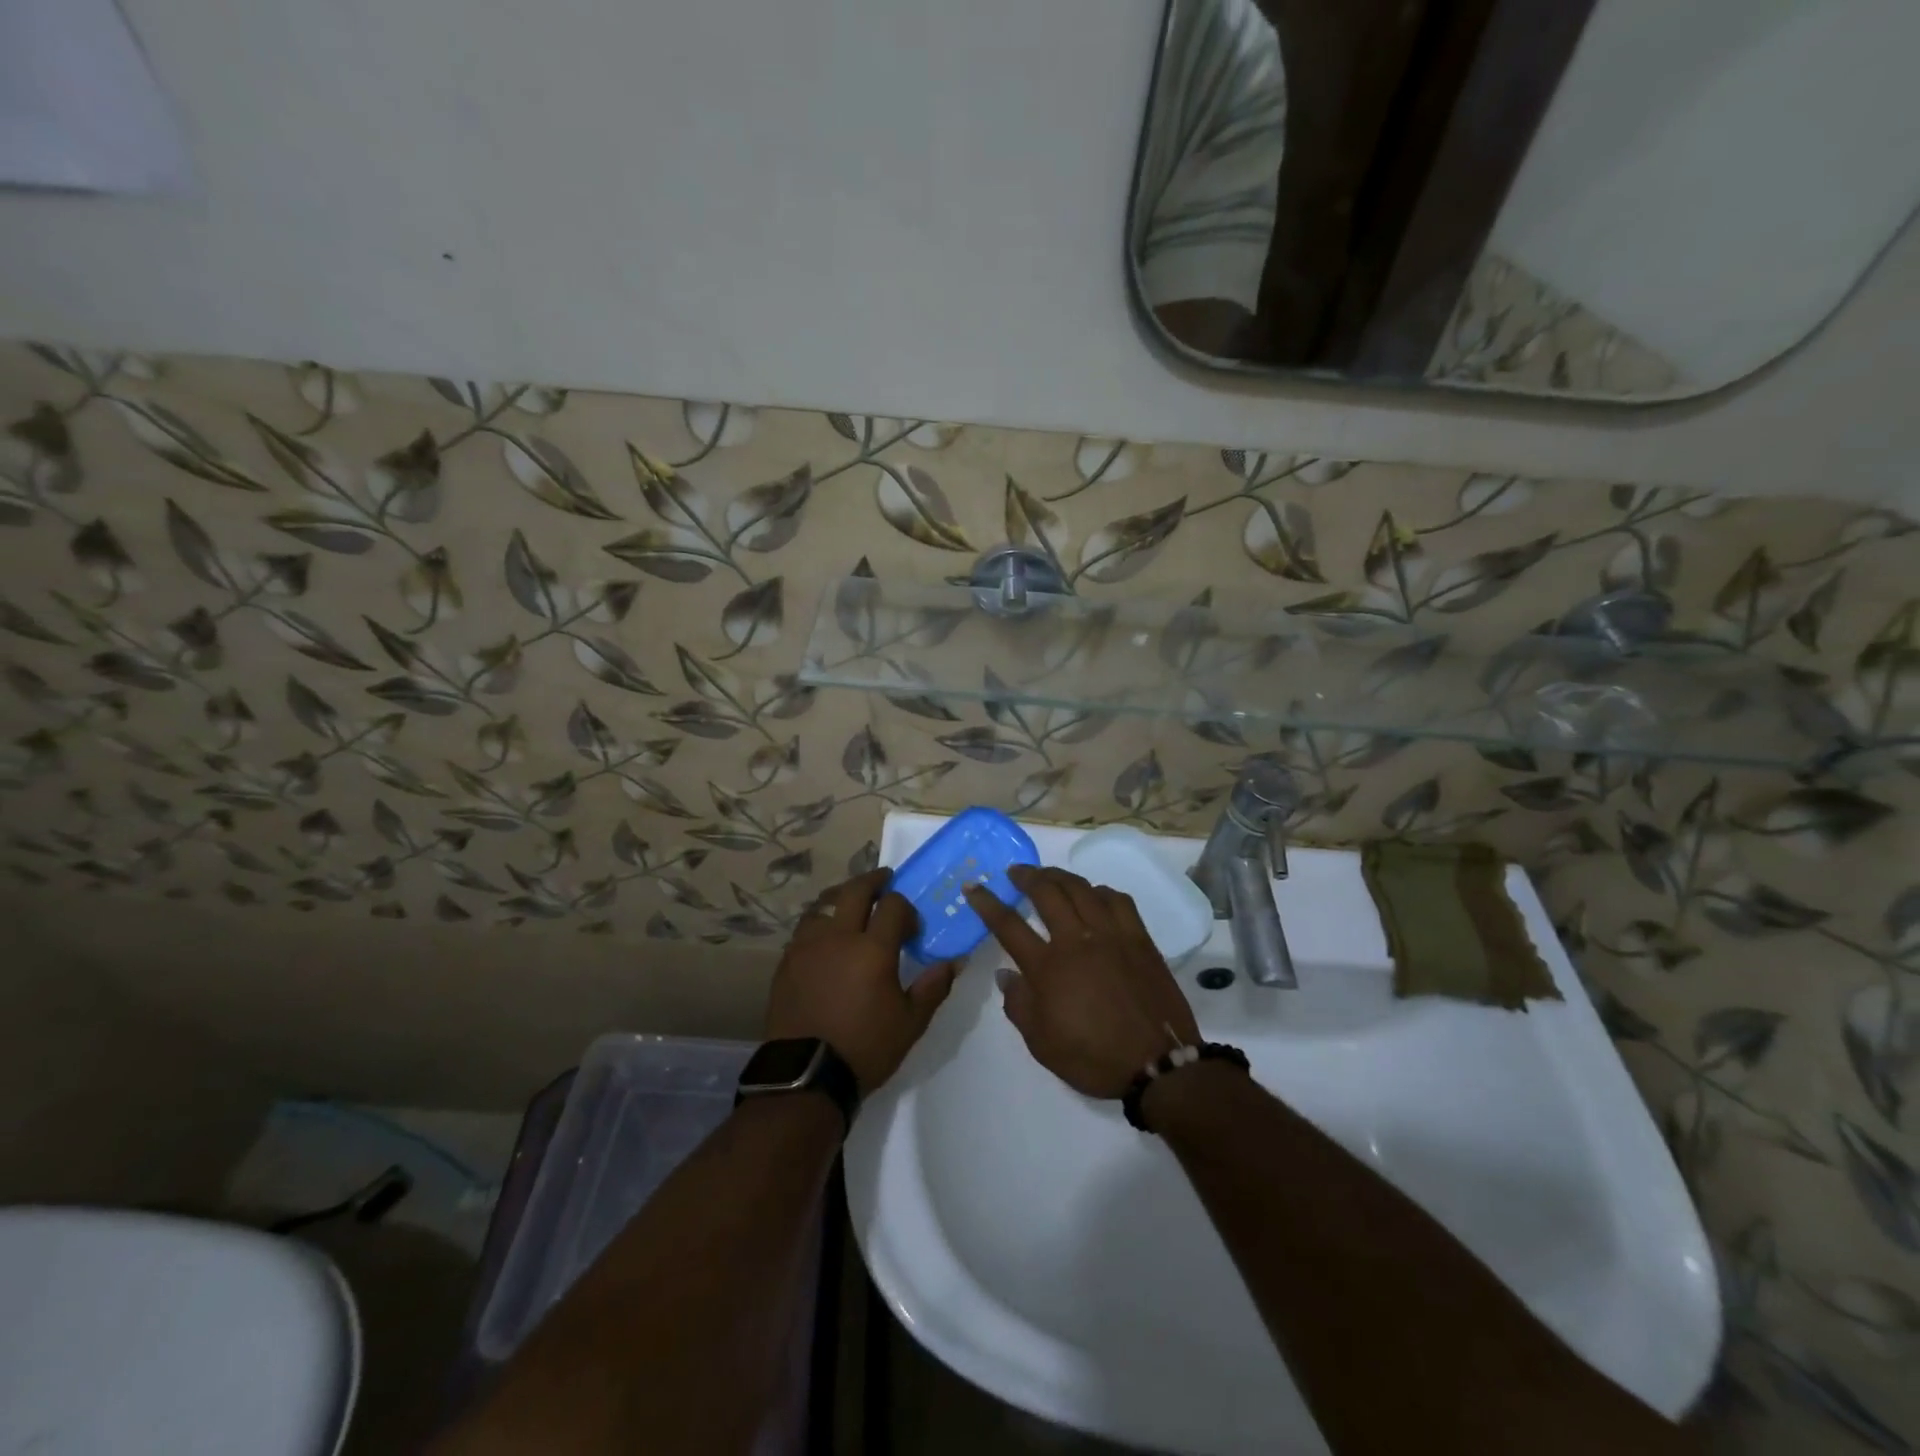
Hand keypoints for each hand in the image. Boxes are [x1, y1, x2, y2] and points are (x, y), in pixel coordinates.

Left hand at [763, 868, 957, 1095]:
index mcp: (873, 949)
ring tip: (851, 903)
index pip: (893, 905)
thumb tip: (955, 961)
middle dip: (873, 881)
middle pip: (854, 890)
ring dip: (841, 897)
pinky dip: (820, 921)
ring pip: (824, 904)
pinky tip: (826, 936)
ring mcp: (808, 946)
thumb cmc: (865, 1047)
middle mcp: (838, 937)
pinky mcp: (787, 961)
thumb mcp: (911, 1023)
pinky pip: (805, 928)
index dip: (906, 908)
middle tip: (884, 880)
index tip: (911, 926)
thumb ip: (933, 986)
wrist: (806, 1076)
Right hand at [966, 865, 1199, 1097]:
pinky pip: (1118, 900)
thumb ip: (1019, 1004)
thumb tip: (1006, 974)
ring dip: (1060, 876)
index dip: (987, 903)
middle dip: (1026, 876)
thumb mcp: (1041, 1043)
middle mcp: (1077, 940)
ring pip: (1081, 889)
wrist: (1158, 1064)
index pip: (1008, 925)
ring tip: (1048, 876)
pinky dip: (1101, 891)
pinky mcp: (1139, 938)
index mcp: (1048, 967)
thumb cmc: (1093, 1057)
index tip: (973, 887)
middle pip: (1046, 893)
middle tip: (1015, 872)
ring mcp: (1111, 935)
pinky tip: (1095, 895)